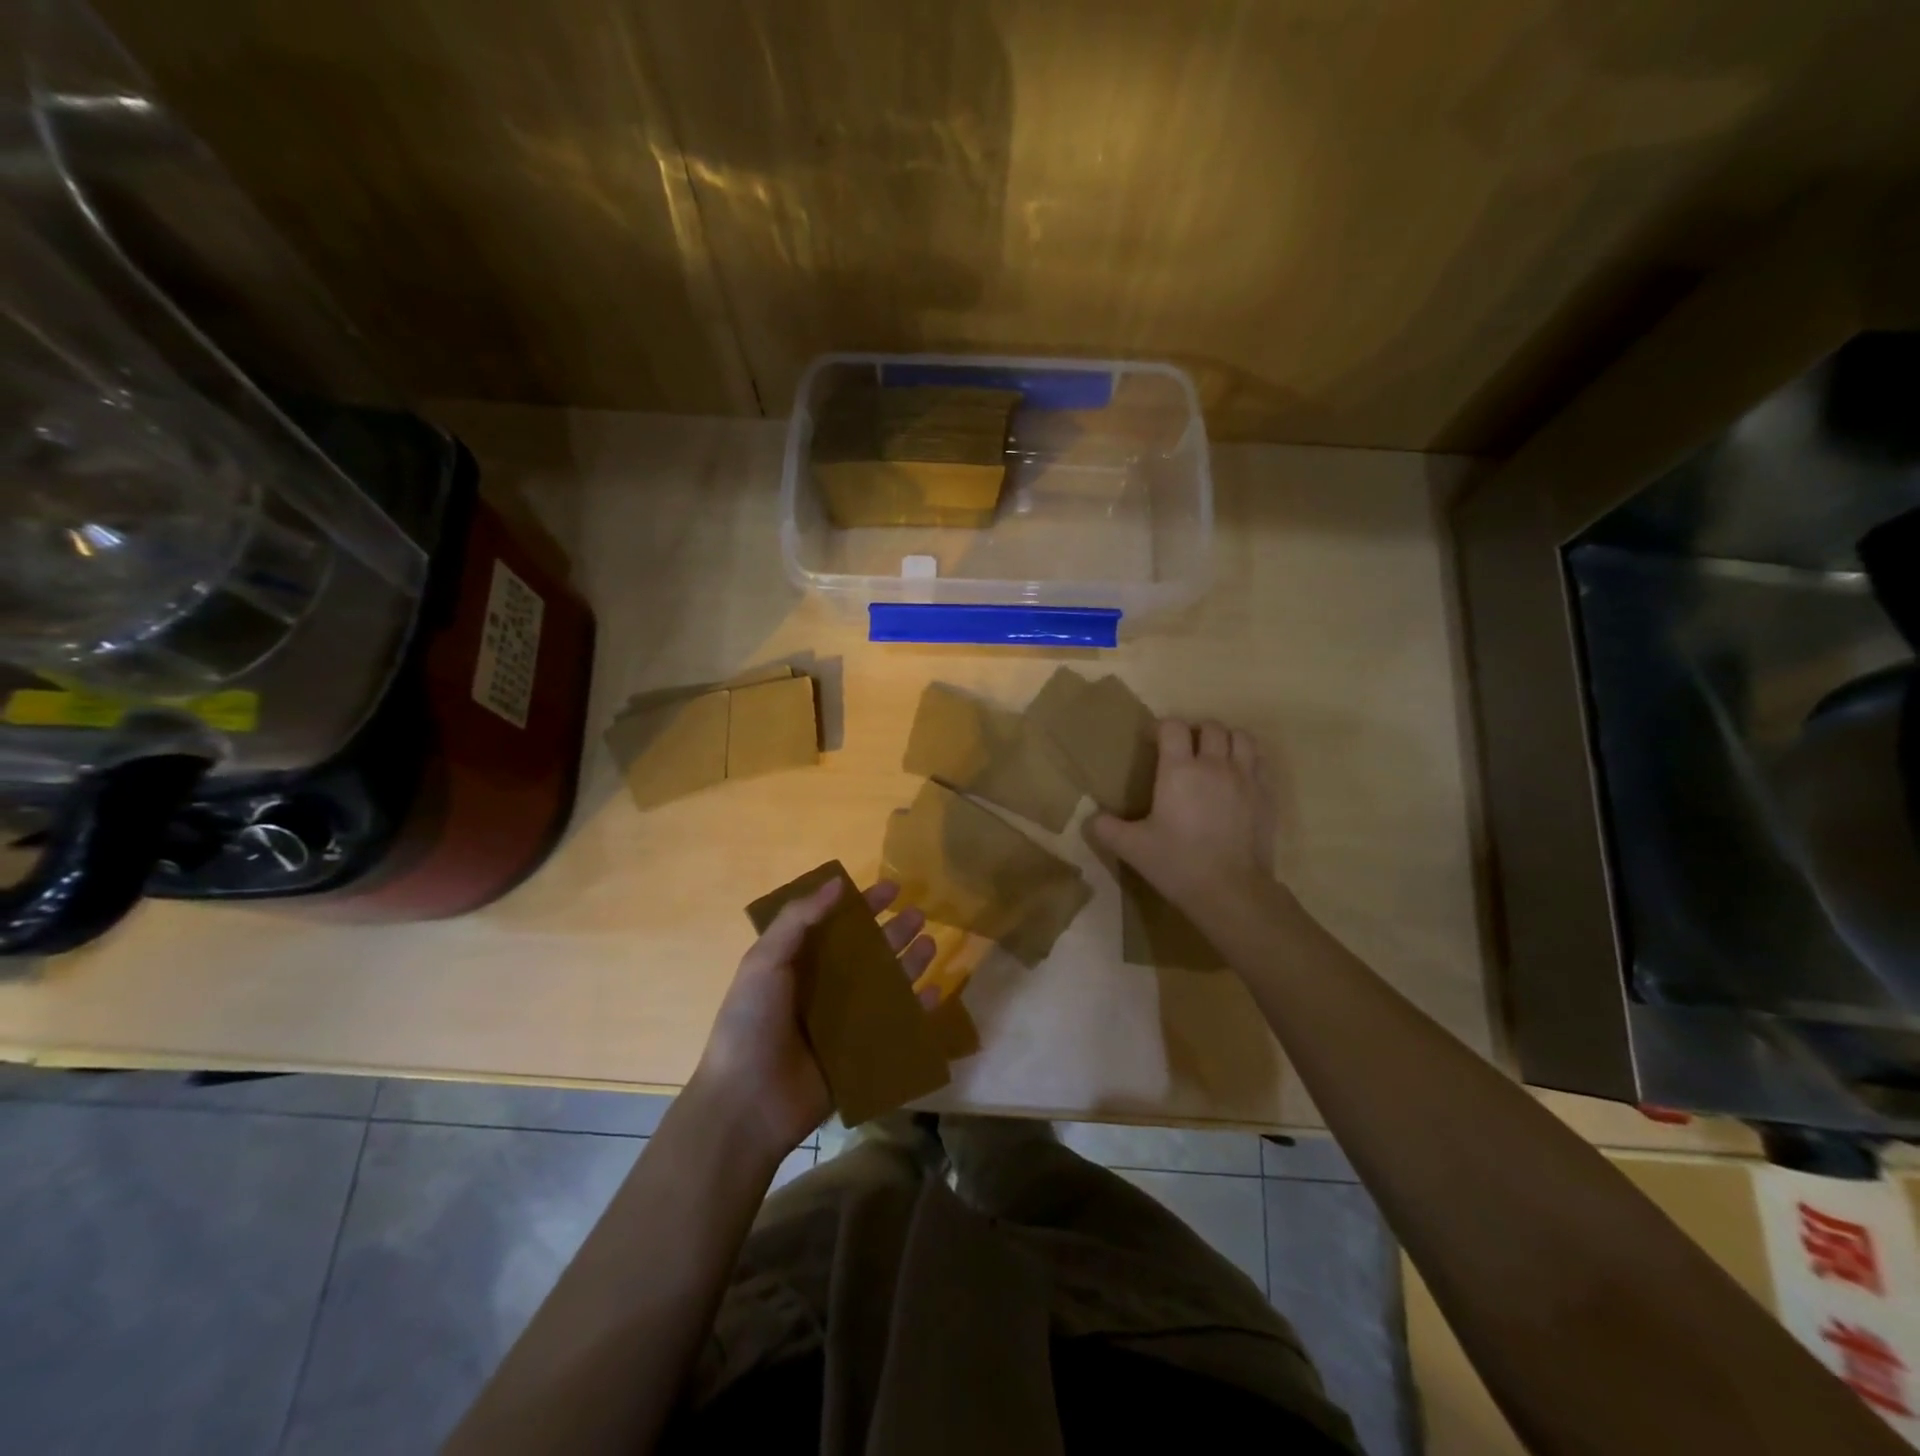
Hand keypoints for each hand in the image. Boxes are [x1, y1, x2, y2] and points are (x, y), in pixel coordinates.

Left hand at [690, 878, 936, 1166]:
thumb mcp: (765, 961)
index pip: (836, 925)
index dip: (863, 905)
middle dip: (893, 932)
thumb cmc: (751, 1023)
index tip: (892, 888)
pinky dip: (917, 1010)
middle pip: (867, 953)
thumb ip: (798, 919)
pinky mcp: (860, 1053)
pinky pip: (895, 1026)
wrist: (747, 1103)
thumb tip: (838, 882)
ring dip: (908, 964)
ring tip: (930, 944)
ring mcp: (844, 1022)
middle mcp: (823, 988)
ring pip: (885, 985)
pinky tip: (934, 993)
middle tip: (920, 914)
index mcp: (797, 963)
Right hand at [1091, 719, 1276, 911]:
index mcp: (1179, 770)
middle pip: (1211, 726)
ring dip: (1226, 740)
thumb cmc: (1177, 863)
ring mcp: (1246, 778)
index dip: (1162, 728)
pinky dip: (1248, 761)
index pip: (1173, 727)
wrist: (1231, 891)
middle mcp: (1214, 764)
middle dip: (1196, 731)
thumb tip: (1090, 818)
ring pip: (1241, 737)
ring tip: (1215, 757)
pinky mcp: (1266, 795)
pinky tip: (1237, 779)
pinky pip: (1260, 761)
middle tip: (1185, 750)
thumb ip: (1106, 828)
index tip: (1153, 742)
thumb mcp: (1132, 848)